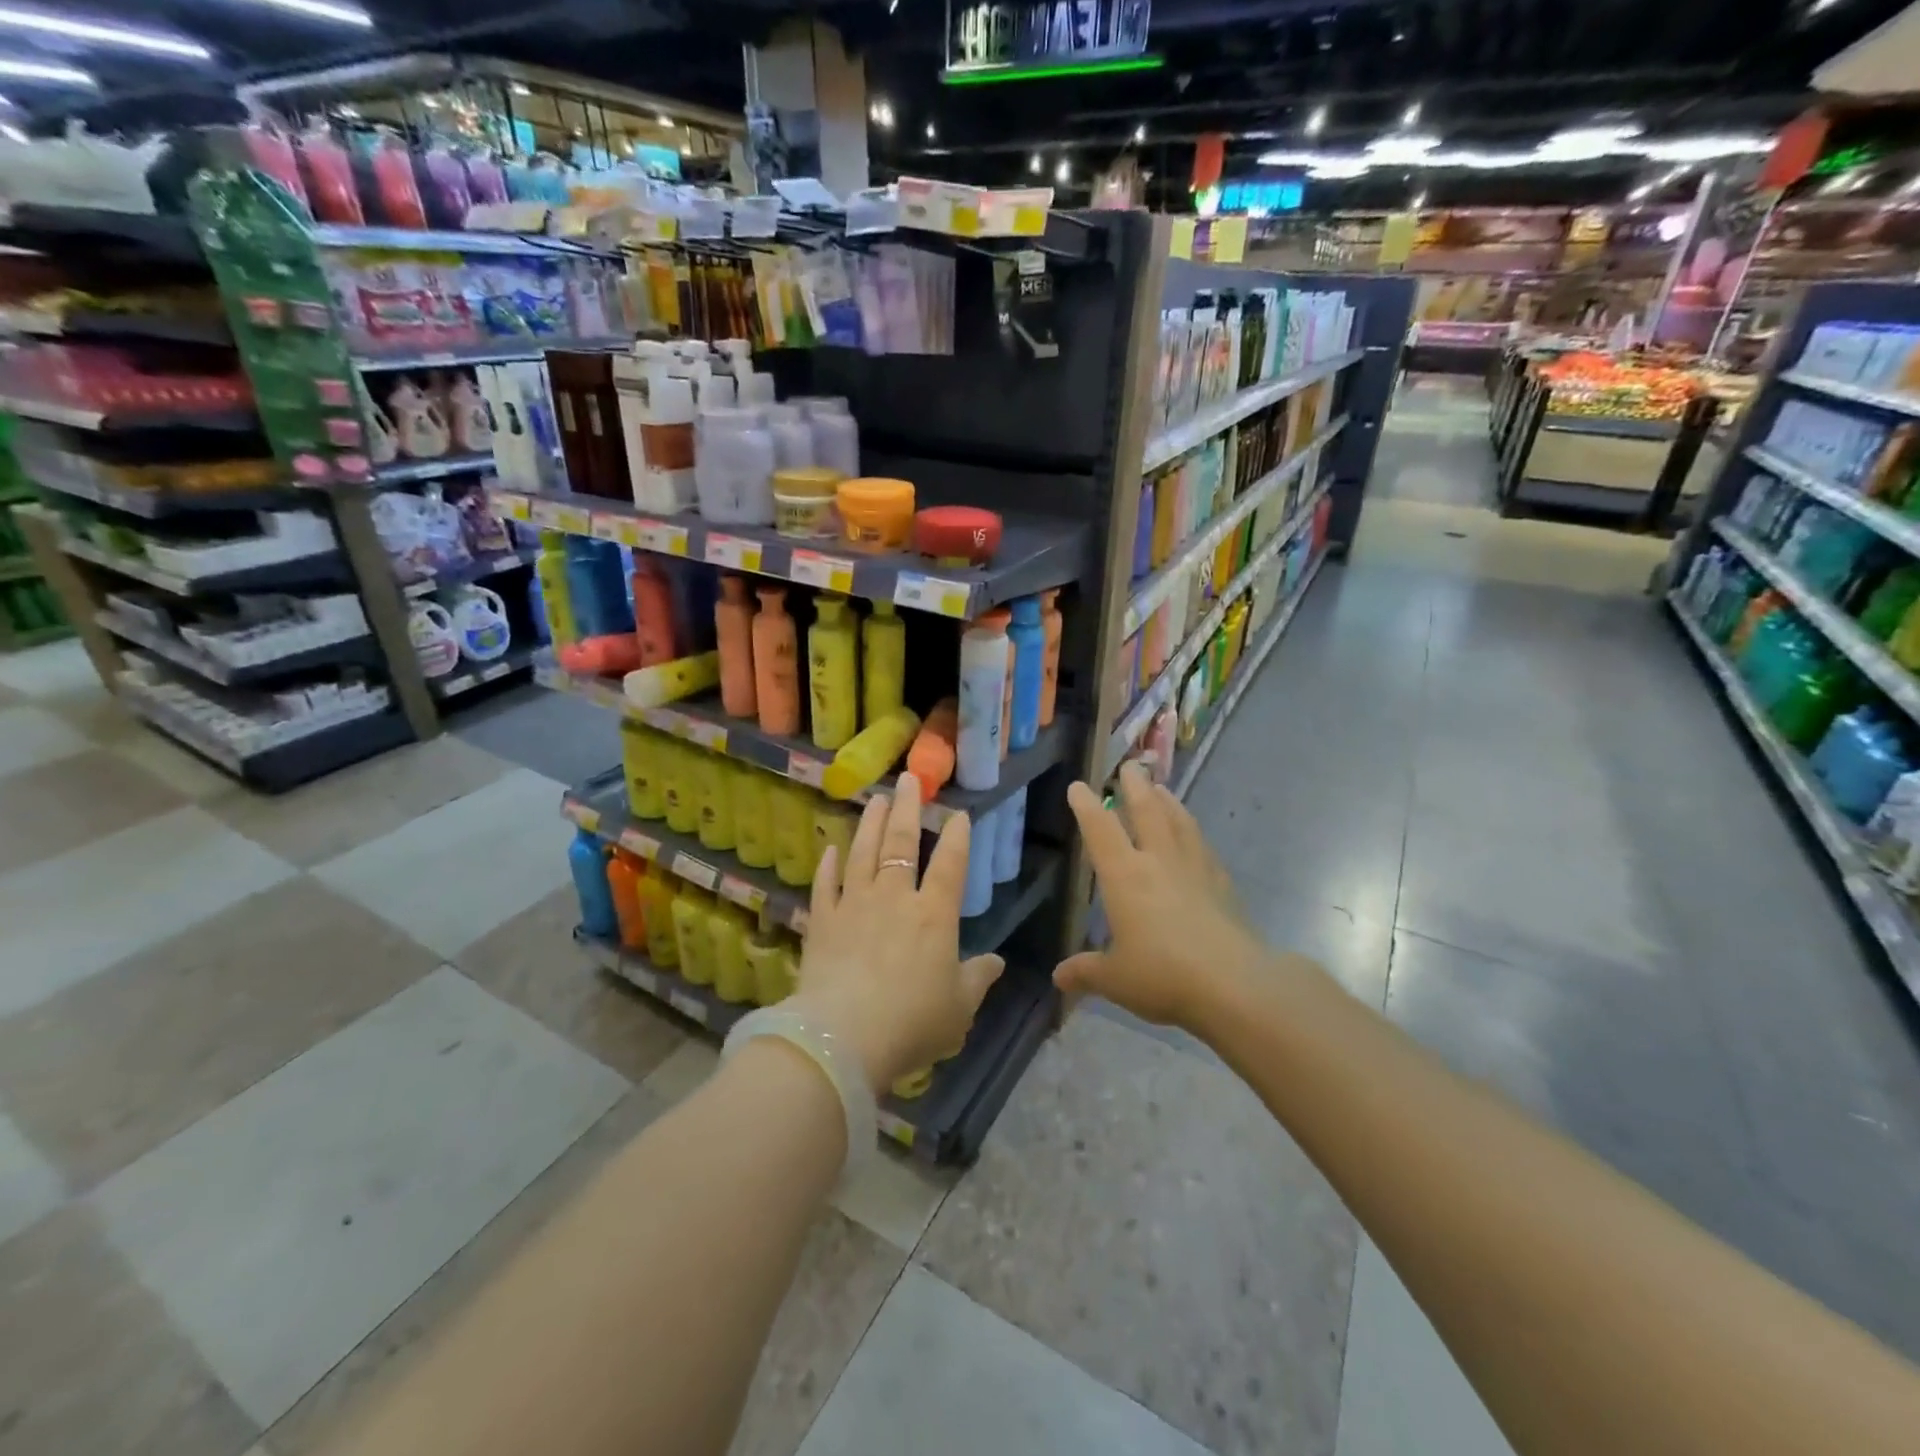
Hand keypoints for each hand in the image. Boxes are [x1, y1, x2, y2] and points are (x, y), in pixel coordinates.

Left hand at [793, 774, 1004, 1092]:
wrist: (842, 1039)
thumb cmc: (911, 1023)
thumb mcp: (958, 1010)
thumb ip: (977, 981)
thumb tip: (997, 963)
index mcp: (934, 916)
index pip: (949, 865)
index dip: (956, 837)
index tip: (958, 813)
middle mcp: (894, 899)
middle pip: (901, 844)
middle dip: (907, 809)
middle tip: (908, 779)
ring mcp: (854, 906)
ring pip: (863, 853)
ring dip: (870, 824)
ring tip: (875, 799)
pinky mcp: (822, 921)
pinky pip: (825, 885)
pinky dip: (829, 865)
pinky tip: (831, 848)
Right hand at [1055, 762, 1266, 1030]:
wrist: (1234, 984)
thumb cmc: (1163, 975)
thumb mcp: (1115, 979)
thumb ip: (1086, 972)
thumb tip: (1059, 977)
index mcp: (1125, 876)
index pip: (1100, 830)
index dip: (1086, 806)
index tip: (1078, 785)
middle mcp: (1159, 861)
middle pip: (1146, 811)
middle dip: (1134, 786)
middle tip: (1130, 765)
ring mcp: (1195, 869)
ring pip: (1179, 822)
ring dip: (1167, 801)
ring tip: (1161, 788)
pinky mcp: (1222, 884)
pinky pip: (1202, 846)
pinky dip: (1193, 832)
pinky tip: (1194, 836)